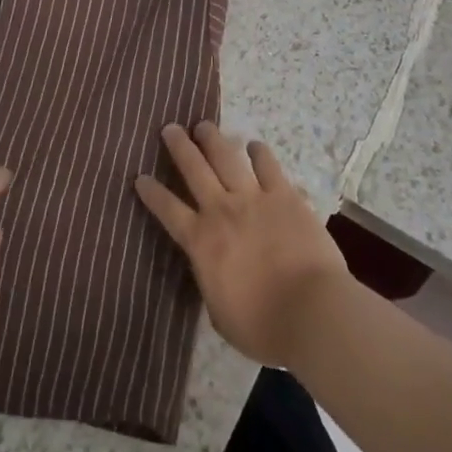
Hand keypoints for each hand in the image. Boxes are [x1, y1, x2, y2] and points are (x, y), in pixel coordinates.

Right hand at [135, 121, 350, 366]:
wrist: (311, 311)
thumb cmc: (263, 326)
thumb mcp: (220, 313)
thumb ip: (211, 282)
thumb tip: (211, 269)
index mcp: (201, 241)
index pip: (168, 210)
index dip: (152, 192)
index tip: (140, 176)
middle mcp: (222, 210)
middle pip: (194, 170)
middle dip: (179, 147)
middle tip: (170, 128)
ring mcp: (254, 198)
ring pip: (226, 158)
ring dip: (213, 139)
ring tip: (204, 125)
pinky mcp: (284, 196)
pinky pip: (268, 166)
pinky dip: (259, 153)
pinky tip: (254, 145)